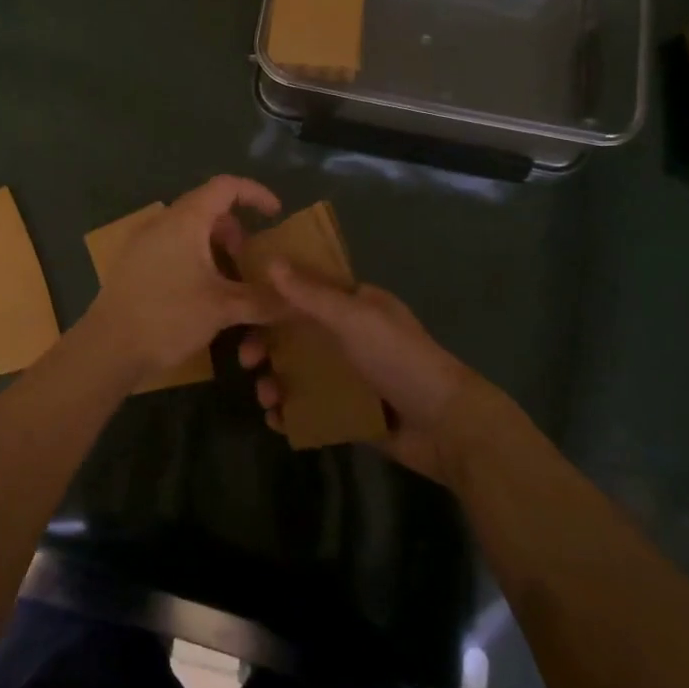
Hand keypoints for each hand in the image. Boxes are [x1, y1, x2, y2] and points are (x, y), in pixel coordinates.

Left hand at [82, 175, 284, 380]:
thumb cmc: (168, 316)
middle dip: (236, 230)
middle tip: (251, 260)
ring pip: (191, 230)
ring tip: (230, 281)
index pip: (226, 186)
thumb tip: (298, 300)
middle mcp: (163, 222)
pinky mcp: (135, 262)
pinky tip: (202, 292)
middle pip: (208, 208)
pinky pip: (174, 246)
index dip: (255, 193)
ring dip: (216, 247)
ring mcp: (145, 241)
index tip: (276, 214)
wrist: (108, 347)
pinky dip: (196, 257)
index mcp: (185, 220)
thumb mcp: (223, 308)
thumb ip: (263, 300)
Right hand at [240, 264, 474, 484]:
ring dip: (275, 380)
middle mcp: (349, 335)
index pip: (305, 290)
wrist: (447, 426)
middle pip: (295, 333)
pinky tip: (277, 421)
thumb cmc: (399, 359)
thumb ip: (310, 294)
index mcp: (354, 305)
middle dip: (267, 344)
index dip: (272, 296)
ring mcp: (349, 374)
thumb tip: (269, 261)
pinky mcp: (349, 411)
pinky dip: (290, 412)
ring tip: (266, 398)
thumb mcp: (353, 319)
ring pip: (298, 371)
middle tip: (246, 360)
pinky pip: (310, 406)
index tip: (241, 306)